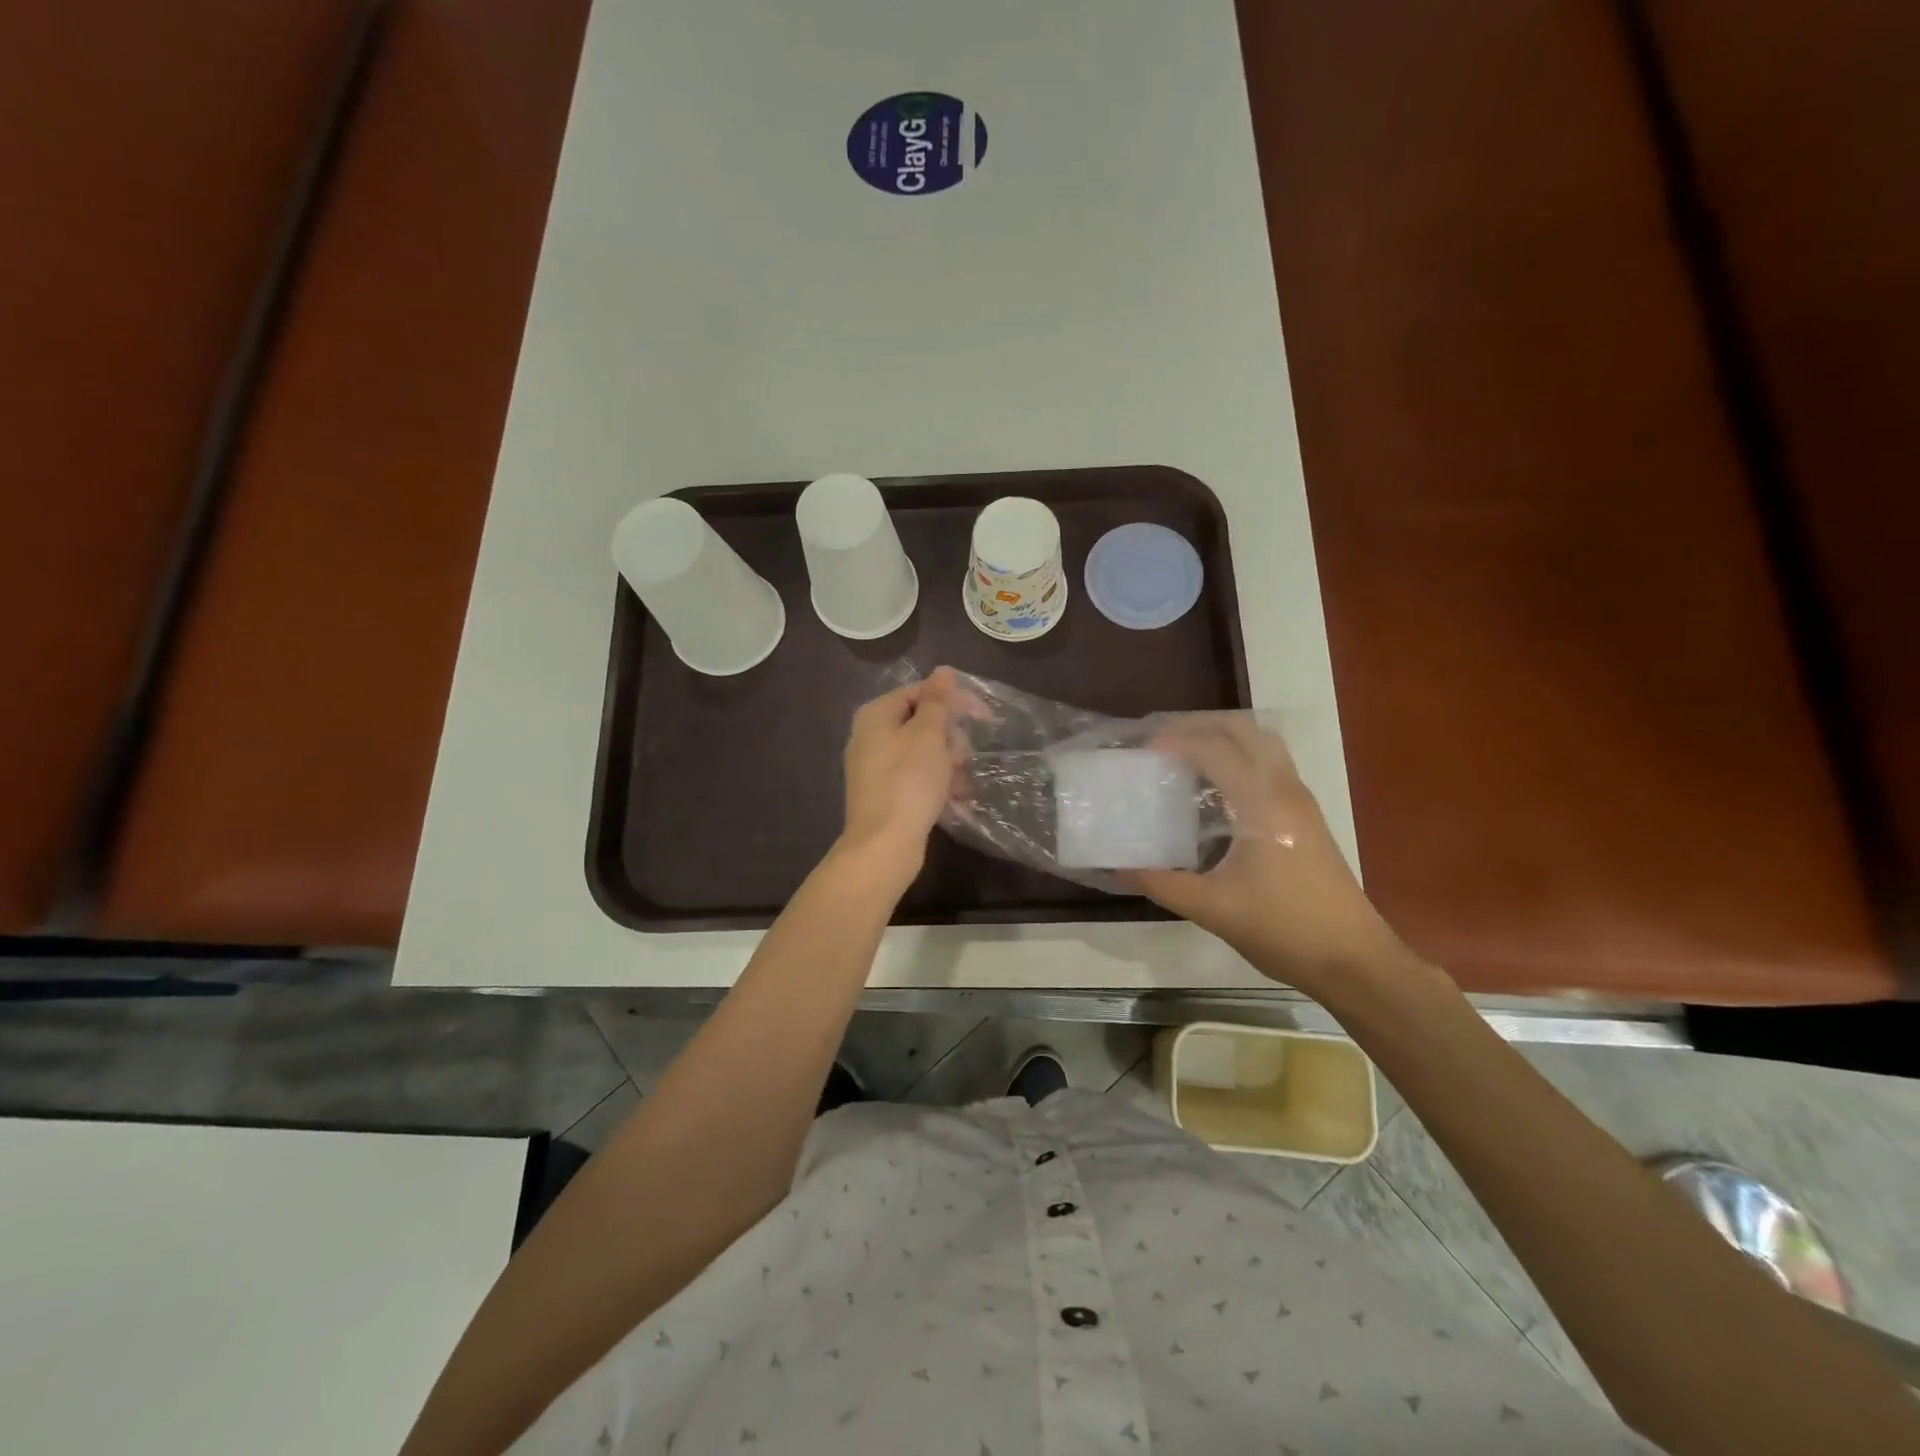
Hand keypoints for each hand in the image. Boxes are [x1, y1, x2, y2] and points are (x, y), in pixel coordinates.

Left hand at [833, 667, 958, 894]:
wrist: (883, 846)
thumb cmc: (909, 783)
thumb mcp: (929, 735)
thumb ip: (938, 701)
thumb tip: (943, 670)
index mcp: (876, 715)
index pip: (920, 692)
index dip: (954, 701)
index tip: (985, 717)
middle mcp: (870, 736)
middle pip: (922, 722)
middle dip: (950, 738)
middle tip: (962, 758)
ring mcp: (875, 767)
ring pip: (923, 751)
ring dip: (948, 763)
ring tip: (959, 784)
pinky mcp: (884, 793)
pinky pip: (916, 776)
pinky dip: (936, 783)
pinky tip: (954, 799)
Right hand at [1134, 717, 1405, 986]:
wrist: (1354, 960)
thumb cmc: (1284, 929)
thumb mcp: (1213, 909)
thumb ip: (1162, 883)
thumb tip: (1119, 868)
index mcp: (1262, 804)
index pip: (1214, 749)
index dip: (1175, 741)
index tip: (1141, 751)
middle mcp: (1285, 790)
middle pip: (1243, 730)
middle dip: (1199, 725)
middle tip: (1161, 740)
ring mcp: (1300, 801)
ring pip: (1261, 744)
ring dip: (1221, 738)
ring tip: (1183, 756)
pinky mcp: (1305, 817)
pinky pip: (1269, 765)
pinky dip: (1237, 758)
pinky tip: (1212, 789)